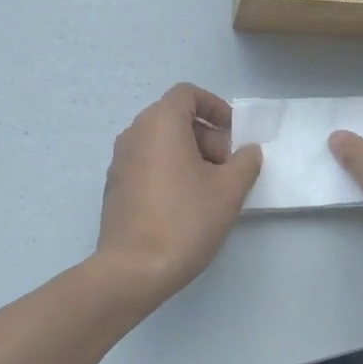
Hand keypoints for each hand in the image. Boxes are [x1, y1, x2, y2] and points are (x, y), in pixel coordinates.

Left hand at [96, 84, 262, 301]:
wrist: (134, 269)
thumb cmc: (185, 220)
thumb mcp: (229, 190)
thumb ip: (245, 162)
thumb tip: (248, 151)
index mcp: (160, 123)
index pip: (187, 94)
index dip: (215, 107)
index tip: (234, 134)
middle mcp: (134, 134)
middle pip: (174, 117)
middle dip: (207, 136)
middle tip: (227, 167)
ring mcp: (120, 161)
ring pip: (161, 142)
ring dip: (189, 154)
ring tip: (211, 188)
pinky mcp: (115, 187)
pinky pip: (147, 163)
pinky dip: (169, 170)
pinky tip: (186, 204)